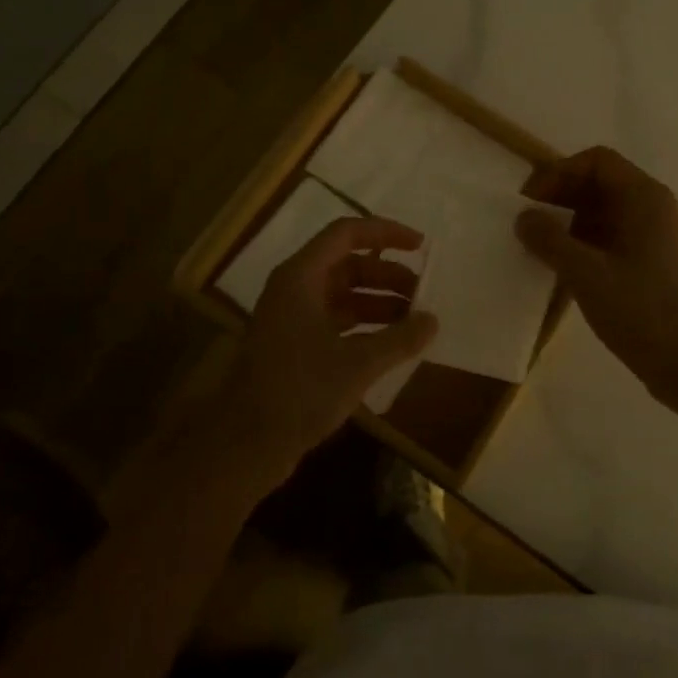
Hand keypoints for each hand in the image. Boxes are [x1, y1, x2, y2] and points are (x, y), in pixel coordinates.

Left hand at [221, 217, 437, 485]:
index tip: (421, 246)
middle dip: (388, 276)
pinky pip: (336, 322)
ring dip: (380, 302)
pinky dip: (365, 326)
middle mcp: (295, 290)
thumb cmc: (299, 391)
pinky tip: (392, 345)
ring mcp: (293, 319)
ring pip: (343, 295)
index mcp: (301, 277)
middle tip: (424, 294)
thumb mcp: (358, 363)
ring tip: (415, 321)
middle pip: (348, 265)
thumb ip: (399, 338)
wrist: (245, 445)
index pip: (346, 233)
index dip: (386, 233)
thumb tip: (432, 320)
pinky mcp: (295, 347)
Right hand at [517, 147, 677, 394]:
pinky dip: (587, 243)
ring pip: (607, 212)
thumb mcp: (586, 274)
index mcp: (645, 197)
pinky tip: (564, 268)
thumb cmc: (640, 310)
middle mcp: (655, 208)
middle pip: (601, 183)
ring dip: (571, 222)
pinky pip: (615, 237)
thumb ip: (549, 240)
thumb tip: (524, 217)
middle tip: (529, 225)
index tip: (531, 201)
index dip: (559, 173)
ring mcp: (658, 236)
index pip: (597, 161)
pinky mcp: (655, 263)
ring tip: (541, 248)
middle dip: (562, 198)